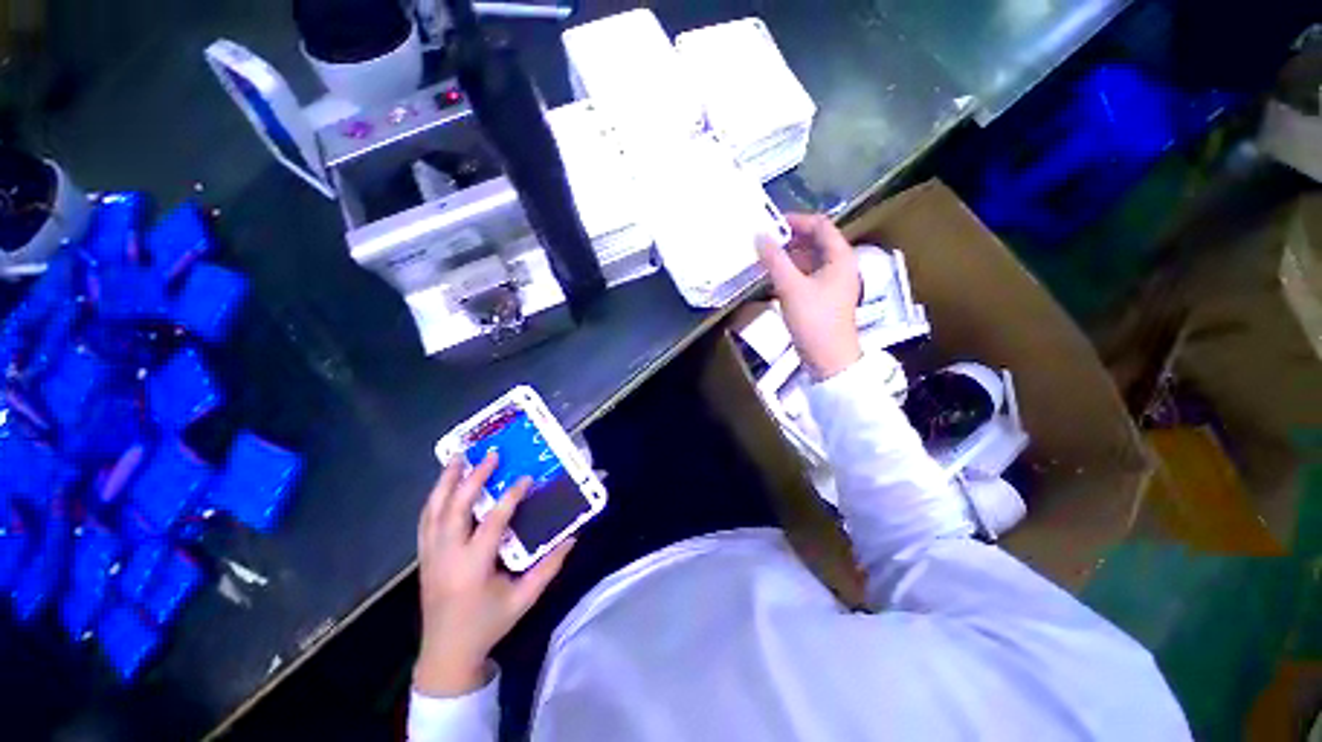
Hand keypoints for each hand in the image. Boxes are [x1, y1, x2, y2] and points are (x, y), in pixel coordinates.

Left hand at [414, 452, 574, 697]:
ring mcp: (431, 556)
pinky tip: (444, 485)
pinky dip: (434, 498)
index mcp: (474, 567)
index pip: (492, 522)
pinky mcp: (424, 557)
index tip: (526, 478)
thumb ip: (549, 568)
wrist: (445, 654)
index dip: (510, 497)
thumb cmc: (488, 625)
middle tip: (490, 455)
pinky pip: (425, 521)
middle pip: (455, 508)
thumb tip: (572, 538)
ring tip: (458, 457)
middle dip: (473, 478)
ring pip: (433, 510)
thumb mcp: (524, 599)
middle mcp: (448, 556)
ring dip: (446, 482)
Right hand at [757, 213, 861, 379]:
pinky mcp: (822, 297)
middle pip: (815, 242)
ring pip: (809, 260)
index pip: (820, 225)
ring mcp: (831, 282)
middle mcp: (839, 265)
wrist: (828, 358)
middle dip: (789, 239)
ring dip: (787, 256)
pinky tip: (772, 277)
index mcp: (840, 257)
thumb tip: (759, 236)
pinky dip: (790, 272)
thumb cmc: (814, 319)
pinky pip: (806, 276)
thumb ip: (774, 260)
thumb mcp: (791, 287)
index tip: (771, 224)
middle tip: (763, 241)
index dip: (796, 220)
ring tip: (763, 257)